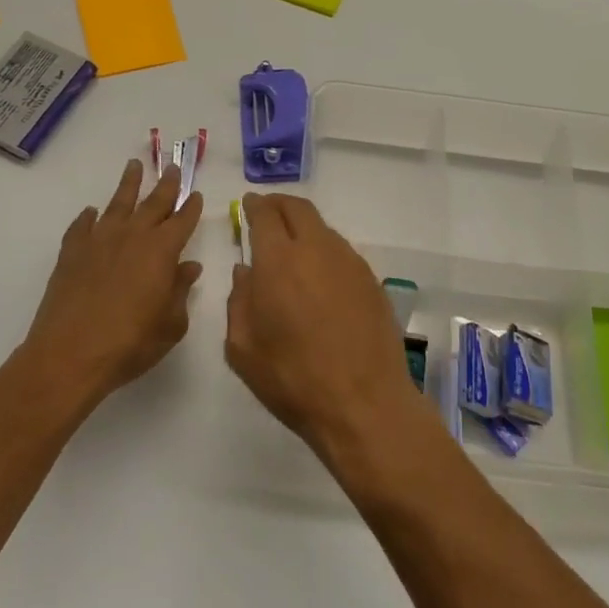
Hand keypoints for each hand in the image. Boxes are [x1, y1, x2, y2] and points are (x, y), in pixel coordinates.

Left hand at [23, 160, 202, 402]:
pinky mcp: (71, 252)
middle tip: (172, 167)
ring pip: (118, 203)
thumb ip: (181, 291)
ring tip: (134, 165)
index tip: (196, 194)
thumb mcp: (170, 324)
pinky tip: (91, 212)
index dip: (191, 207)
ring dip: (129, 184)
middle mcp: (132, 236)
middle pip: (154, 202)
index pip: (183, 220)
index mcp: (162, 250)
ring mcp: (99, 240)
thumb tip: (189, 267)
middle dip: (166, 184)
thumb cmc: (130, 343)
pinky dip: (88, 217)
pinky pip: (82, 226)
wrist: (70, 355)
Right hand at [225, 194, 422, 463]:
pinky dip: (324, 251)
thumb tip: (246, 271)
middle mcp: (316, 249)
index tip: (248, 205)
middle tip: (267, 213)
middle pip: (298, 208)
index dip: (254, 206)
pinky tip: (319, 276)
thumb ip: (238, 301)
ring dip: (304, 228)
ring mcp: (349, 262)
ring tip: (292, 248)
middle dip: (279, 204)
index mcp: (278, 260)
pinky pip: (341, 252)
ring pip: (322, 228)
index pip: (265, 215)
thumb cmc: (293, 379)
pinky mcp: (371, 280)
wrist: (363, 403)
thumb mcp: (243, 348)